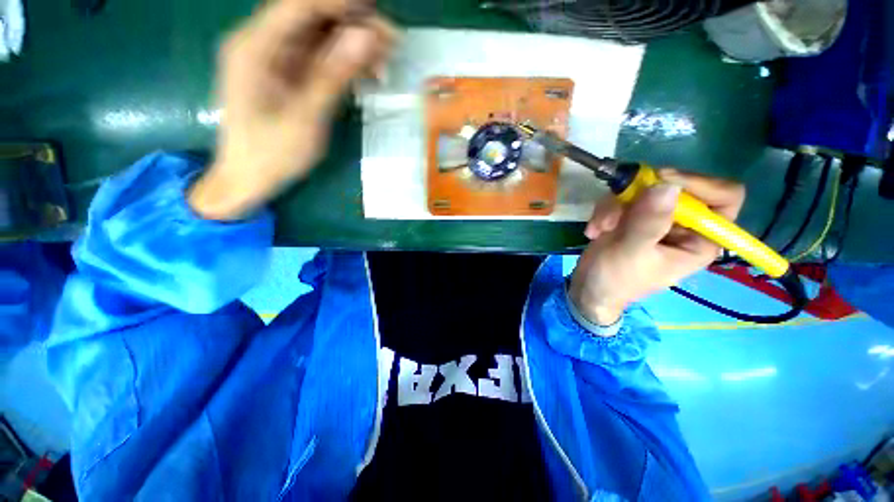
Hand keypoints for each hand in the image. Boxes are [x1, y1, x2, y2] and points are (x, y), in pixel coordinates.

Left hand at [189, 0, 395, 219]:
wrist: (249, 177)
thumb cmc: (272, 153)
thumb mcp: (306, 117)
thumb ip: (334, 75)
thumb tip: (367, 37)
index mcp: (254, 47)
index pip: (299, 6)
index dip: (340, 2)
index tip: (378, 9)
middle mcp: (262, 44)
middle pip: (312, 17)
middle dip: (353, 24)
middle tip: (392, 41)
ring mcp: (275, 59)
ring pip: (319, 37)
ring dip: (354, 45)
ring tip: (386, 61)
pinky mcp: (287, 75)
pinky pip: (319, 59)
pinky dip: (345, 64)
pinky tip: (368, 74)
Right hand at [569, 169, 745, 328]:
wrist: (588, 287)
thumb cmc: (614, 279)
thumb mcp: (631, 253)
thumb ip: (648, 222)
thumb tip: (667, 185)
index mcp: (701, 240)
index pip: (725, 197)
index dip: (699, 184)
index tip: (661, 180)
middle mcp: (684, 225)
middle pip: (676, 188)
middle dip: (638, 198)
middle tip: (613, 213)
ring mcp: (656, 218)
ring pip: (643, 190)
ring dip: (614, 207)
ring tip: (600, 228)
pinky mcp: (633, 215)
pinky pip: (623, 197)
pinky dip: (605, 210)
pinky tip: (595, 230)